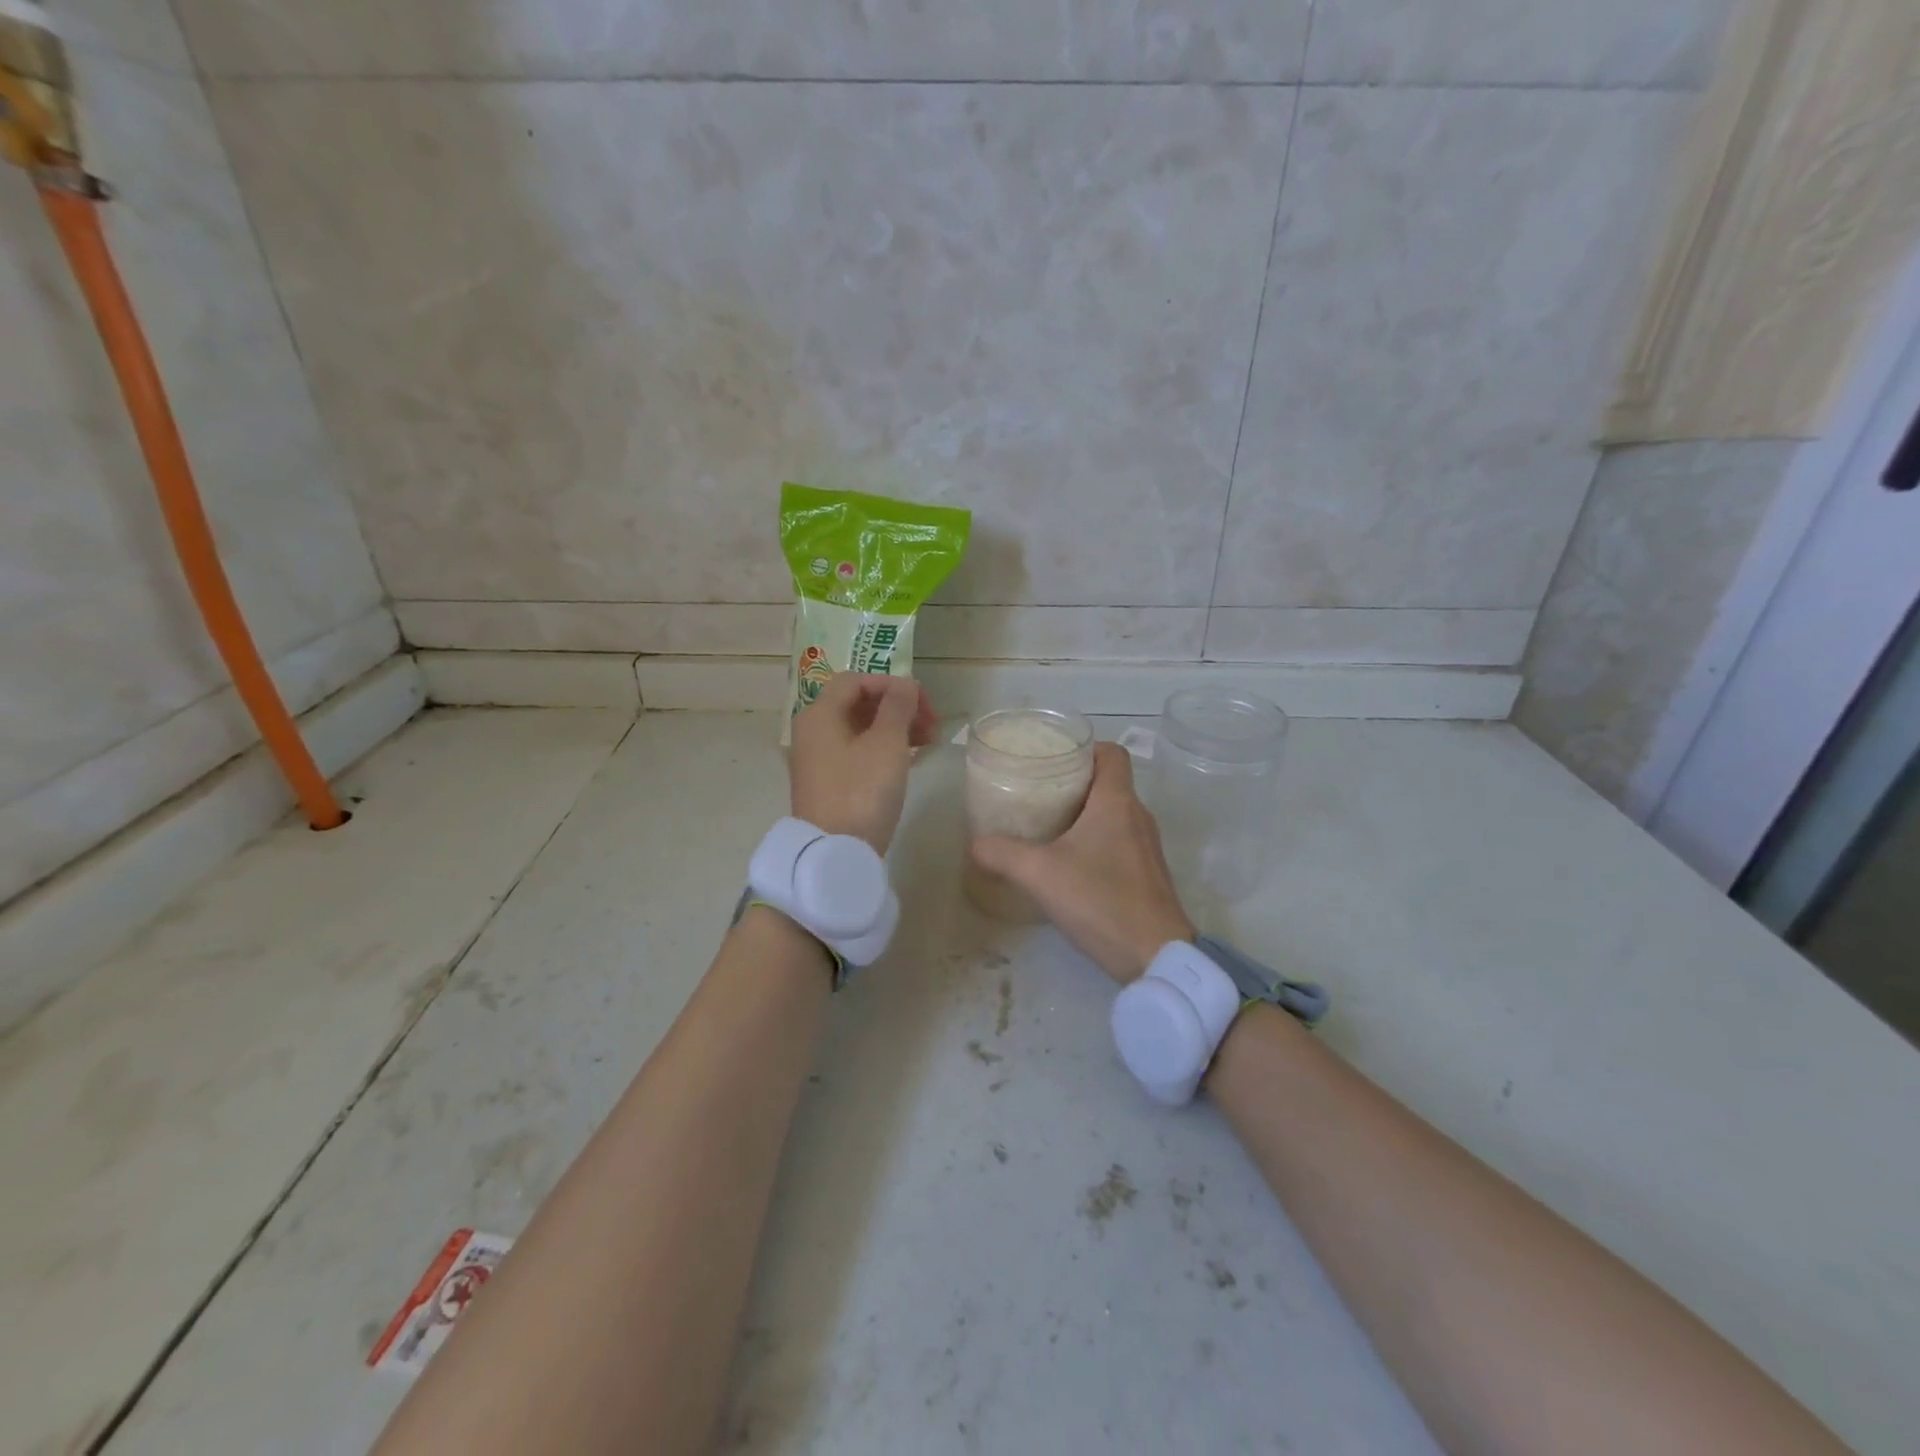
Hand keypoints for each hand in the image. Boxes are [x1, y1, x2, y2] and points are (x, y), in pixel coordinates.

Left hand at [789, 673, 937, 853]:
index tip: (922, 703)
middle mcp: (813, 731)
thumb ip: (898, 706)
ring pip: (860, 729)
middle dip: (897, 708)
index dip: (891, 684)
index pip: (855, 680)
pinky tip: (909, 759)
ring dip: (895, 729)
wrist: (835, 853)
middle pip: (858, 704)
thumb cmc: (862, 791)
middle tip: (932, 724)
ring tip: (928, 742)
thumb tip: (906, 684)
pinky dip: (883, 749)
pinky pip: (857, 752)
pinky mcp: (828, 783)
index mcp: (820, 714)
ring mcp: (818, 759)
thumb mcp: (886, 743)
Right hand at [970, 742, 1195, 983]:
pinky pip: (1121, 841)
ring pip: (1115, 813)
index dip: (1085, 748)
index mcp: (1117, 802)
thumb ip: (1002, 854)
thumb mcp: (1040, 874)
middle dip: (1075, 783)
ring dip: (1085, 814)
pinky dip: (1097, 841)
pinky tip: (1071, 864)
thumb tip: (975, 844)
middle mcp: (1138, 816)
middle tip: (1039, 793)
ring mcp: (1147, 847)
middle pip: (1109, 782)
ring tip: (1049, 826)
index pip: (1111, 753)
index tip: (1055, 761)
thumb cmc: (1100, 901)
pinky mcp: (1148, 874)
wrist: (1156, 956)